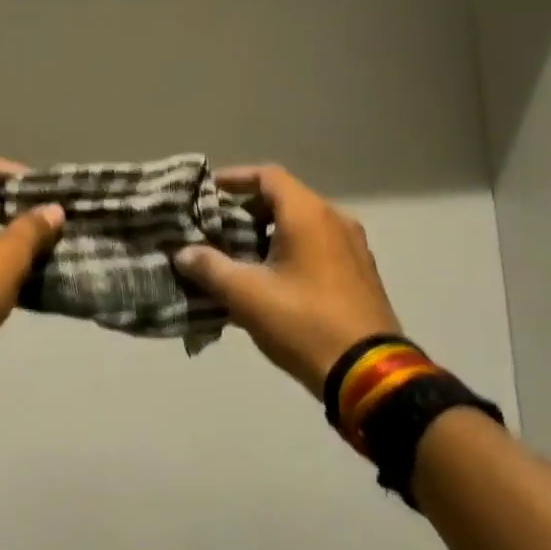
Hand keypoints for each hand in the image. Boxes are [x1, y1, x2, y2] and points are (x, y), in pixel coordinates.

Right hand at [174, 165, 400, 397]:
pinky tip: (268, 280)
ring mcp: (353, 247)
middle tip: (214, 228)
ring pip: (301, 224)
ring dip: (267, 233)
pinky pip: (317, 247)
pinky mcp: (359, 273)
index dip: (234, 179)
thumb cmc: (302, 322)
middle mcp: (335, 220)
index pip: (267, 176)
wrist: (368, 373)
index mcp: (308, 214)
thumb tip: (183, 253)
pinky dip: (289, 250)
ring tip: (236, 255)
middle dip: (246, 210)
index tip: (206, 193)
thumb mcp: (246, 295)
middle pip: (284, 199)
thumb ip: (210, 267)